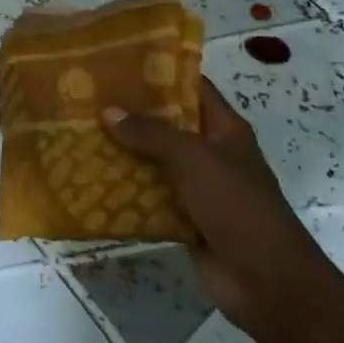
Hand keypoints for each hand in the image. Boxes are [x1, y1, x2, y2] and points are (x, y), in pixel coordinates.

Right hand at [101, 78, 338, 338]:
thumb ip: (151, 133)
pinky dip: (124, 189)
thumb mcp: (194, 159)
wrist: (265, 280)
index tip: (117, 62)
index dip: (160, 72)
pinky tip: (90, 179)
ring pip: (153, 161)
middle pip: (167, 124)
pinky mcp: (183, 218)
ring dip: (121, 151)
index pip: (192, 88)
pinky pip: (148, 196)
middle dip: (130, 113)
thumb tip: (108, 111)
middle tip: (85, 98)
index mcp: (224, 130)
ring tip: (78, 134)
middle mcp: (211, 153)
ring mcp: (197, 188)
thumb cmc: (237, 206)